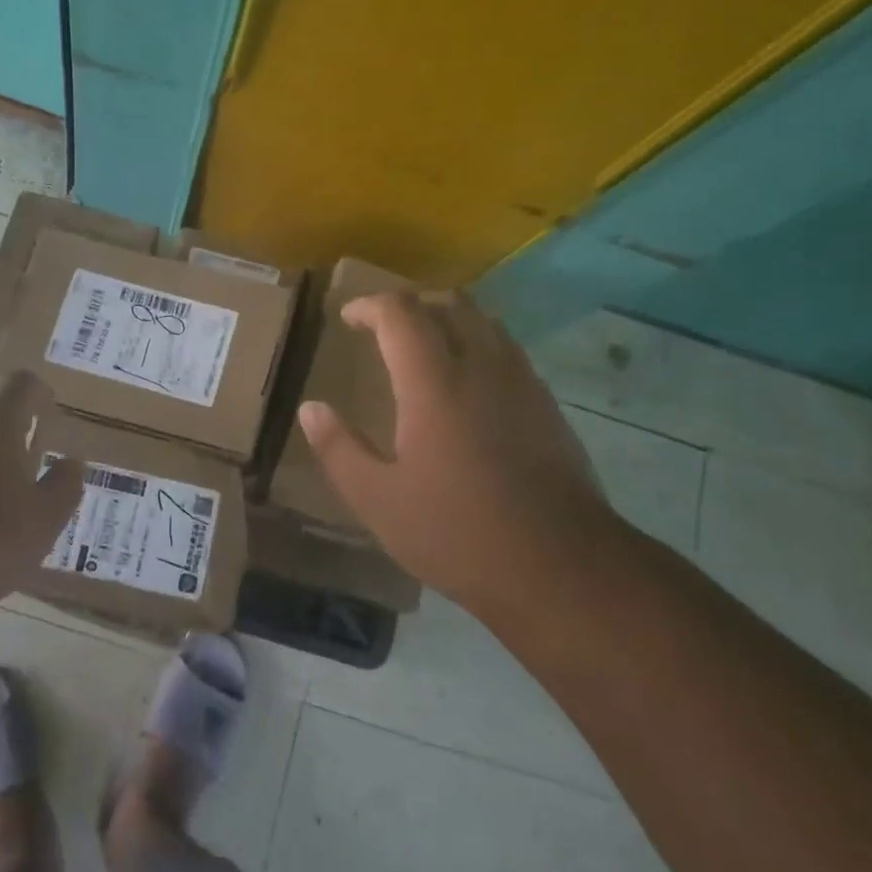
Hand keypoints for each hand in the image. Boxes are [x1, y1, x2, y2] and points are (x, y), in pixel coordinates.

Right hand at [298, 291, 620, 610]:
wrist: (560, 568)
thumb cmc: (456, 531)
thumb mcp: (377, 499)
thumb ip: (338, 448)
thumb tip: (311, 409)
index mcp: (433, 382)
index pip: (400, 312)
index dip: (370, 305)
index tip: (349, 319)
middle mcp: (482, 367)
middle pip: (451, 303)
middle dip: (413, 304)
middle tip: (386, 329)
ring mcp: (523, 384)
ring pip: (487, 323)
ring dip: (451, 321)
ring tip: (427, 349)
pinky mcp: (549, 407)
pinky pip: (510, 352)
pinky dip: (481, 347)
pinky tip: (470, 387)